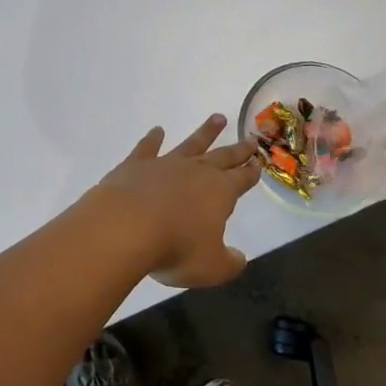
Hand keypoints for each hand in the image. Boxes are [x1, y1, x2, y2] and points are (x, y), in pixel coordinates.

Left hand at [88, 114, 260, 288]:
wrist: (126, 225)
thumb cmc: (175, 248)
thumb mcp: (211, 267)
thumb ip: (229, 262)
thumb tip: (239, 258)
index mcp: (220, 192)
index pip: (241, 180)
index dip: (251, 173)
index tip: (258, 162)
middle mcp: (196, 172)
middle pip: (222, 157)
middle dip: (237, 150)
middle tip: (249, 138)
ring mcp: (166, 164)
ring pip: (191, 144)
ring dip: (206, 132)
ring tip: (217, 118)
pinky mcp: (137, 164)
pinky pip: (148, 147)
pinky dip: (153, 138)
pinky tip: (156, 130)